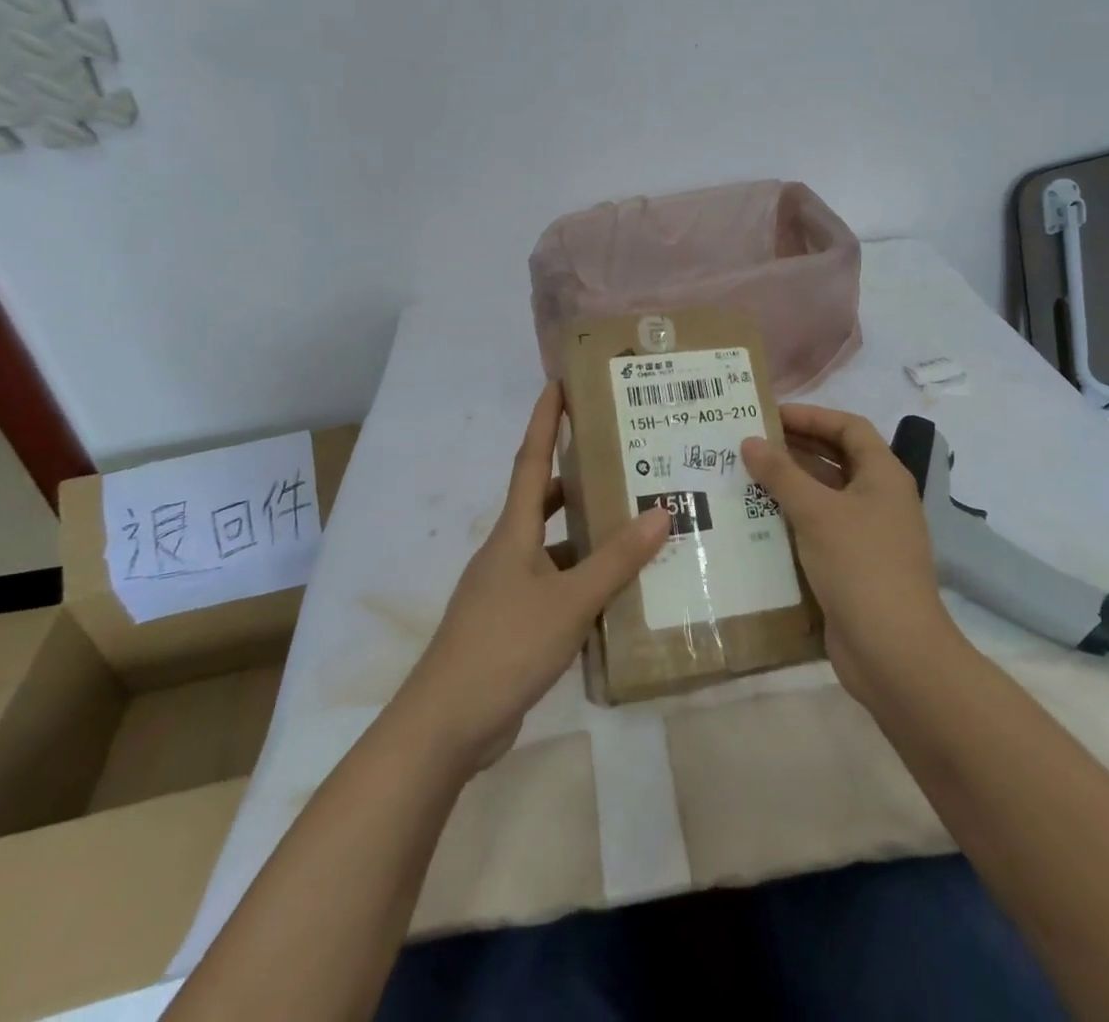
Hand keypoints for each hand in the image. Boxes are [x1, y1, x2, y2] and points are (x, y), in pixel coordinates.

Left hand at [394, 382, 668, 775]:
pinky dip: (581, 578)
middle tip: (621, 459)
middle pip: (543, 499)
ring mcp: (507, 588)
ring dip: (585, 533)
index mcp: (513, 532)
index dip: (545, 421)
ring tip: (633, 523)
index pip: (531, 460)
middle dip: (577, 476)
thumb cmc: (505, 647)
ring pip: (552, 545)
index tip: (559, 383)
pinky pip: (553, 584)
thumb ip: (616, 560)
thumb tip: (661, 511)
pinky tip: (615, 592)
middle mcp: (507, 551)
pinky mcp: (512, 622)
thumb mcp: (569, 601)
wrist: (446, 724)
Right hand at [741, 405, 954, 699]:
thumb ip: (781, 474)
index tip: (769, 415)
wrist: (894, 653)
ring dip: (788, 484)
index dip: (811, 415)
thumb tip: (749, 441)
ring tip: (743, 477)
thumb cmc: (860, 566)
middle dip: (794, 448)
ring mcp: (867, 534)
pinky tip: (755, 520)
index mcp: (883, 475)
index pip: (848, 427)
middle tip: (748, 444)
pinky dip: (791, 519)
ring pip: (824, 495)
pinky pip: (818, 528)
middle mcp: (878, 498)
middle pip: (835, 459)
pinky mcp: (852, 565)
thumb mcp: (817, 512)